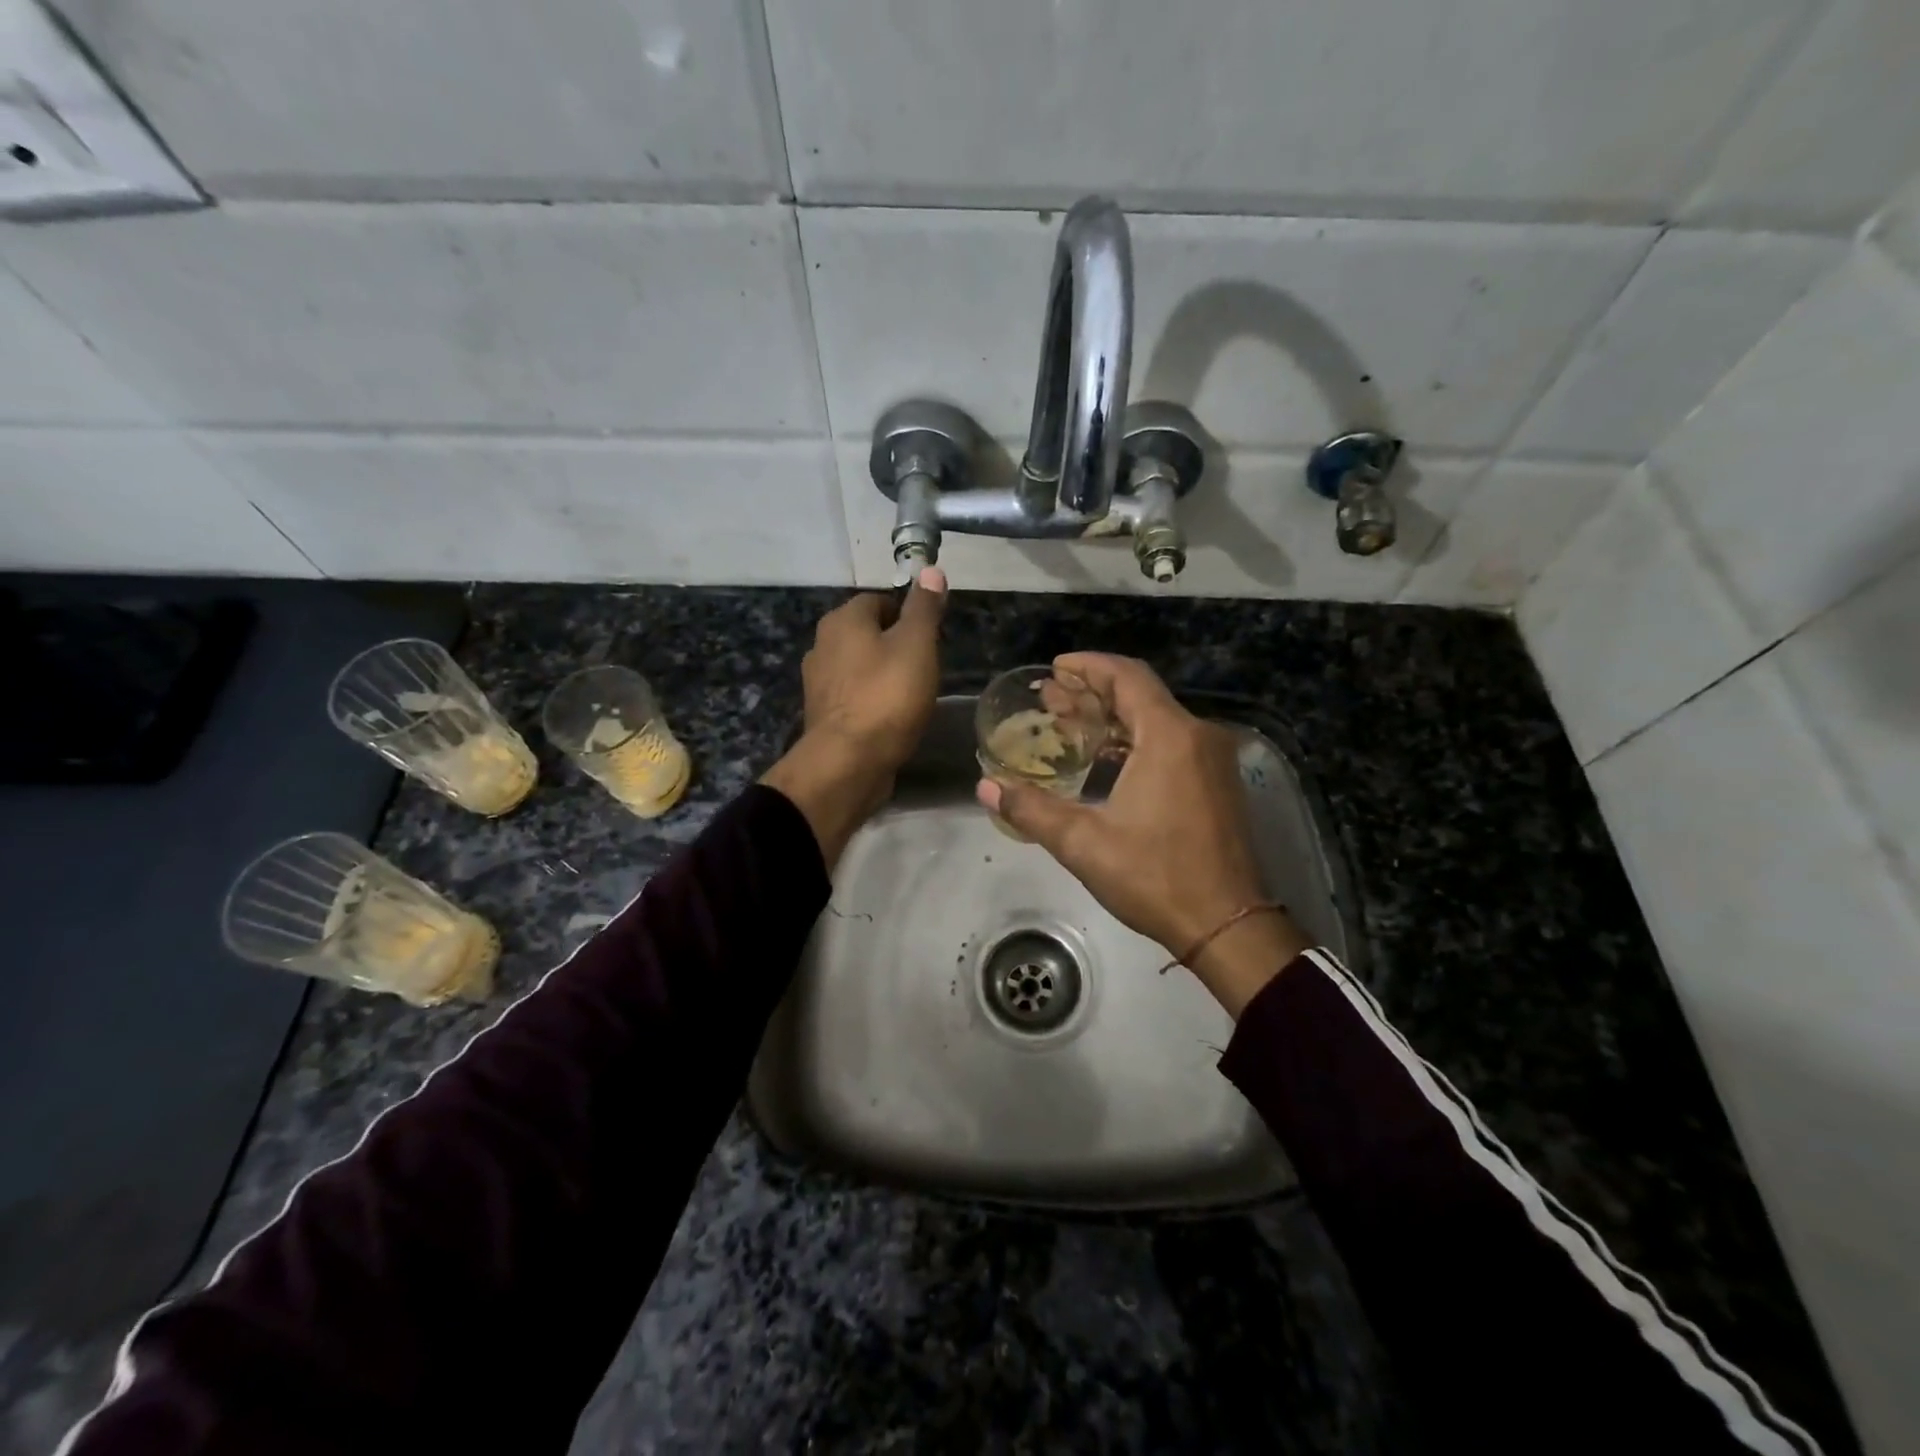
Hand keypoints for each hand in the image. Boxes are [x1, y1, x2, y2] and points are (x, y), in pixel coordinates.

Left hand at [762, 569, 946, 865]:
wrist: (849, 762)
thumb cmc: (887, 696)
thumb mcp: (917, 645)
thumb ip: (924, 608)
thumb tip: (930, 570)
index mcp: (842, 620)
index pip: (879, 600)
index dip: (908, 614)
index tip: (931, 638)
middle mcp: (822, 644)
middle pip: (868, 633)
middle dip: (896, 645)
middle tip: (925, 667)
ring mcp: (818, 681)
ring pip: (860, 666)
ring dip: (883, 674)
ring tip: (912, 694)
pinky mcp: (823, 714)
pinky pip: (854, 696)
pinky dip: (872, 700)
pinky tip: (892, 718)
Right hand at [977, 653, 1306, 1015]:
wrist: (1227, 925)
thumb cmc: (1156, 877)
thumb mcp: (1084, 843)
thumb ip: (1032, 809)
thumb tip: (985, 787)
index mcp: (1170, 736)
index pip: (1127, 677)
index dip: (1089, 666)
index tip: (1055, 668)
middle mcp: (1198, 736)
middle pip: (1141, 694)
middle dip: (1093, 692)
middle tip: (1050, 698)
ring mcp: (1213, 760)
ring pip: (1157, 719)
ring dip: (1114, 717)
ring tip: (1070, 724)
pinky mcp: (1218, 782)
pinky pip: (1173, 742)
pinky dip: (1136, 739)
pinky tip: (1106, 757)